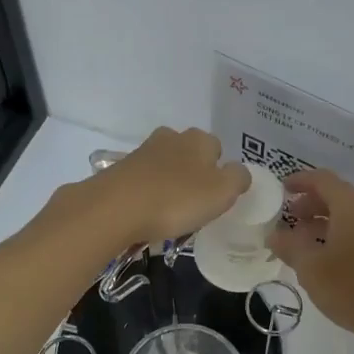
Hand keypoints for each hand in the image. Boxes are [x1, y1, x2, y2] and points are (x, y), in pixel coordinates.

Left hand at [84, 128, 249, 249]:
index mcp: (198, 139)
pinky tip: (146, 215)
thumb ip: (238, 178)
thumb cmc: (177, 199)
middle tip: (194, 207)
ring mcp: (142, 152)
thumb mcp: (222, 192)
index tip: (216, 198)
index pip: (218, 149)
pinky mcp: (120, 170)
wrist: (115, 208)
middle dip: (193, 177)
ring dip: (170, 187)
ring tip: (169, 216)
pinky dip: (148, 195)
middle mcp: (170, 137)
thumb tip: (238, 172)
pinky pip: (144, 182)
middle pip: (190, 156)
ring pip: (166, 168)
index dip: (220, 173)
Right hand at [269, 169, 353, 342]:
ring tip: (303, 240)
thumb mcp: (311, 268)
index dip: (300, 180)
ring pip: (350, 213)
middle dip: (311, 203)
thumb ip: (290, 246)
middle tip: (289, 218)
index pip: (323, 179)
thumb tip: (274, 235)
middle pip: (337, 194)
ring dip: (324, 220)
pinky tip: (326, 255)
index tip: (282, 188)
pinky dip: (340, 232)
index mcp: (351, 206)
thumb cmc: (352, 288)